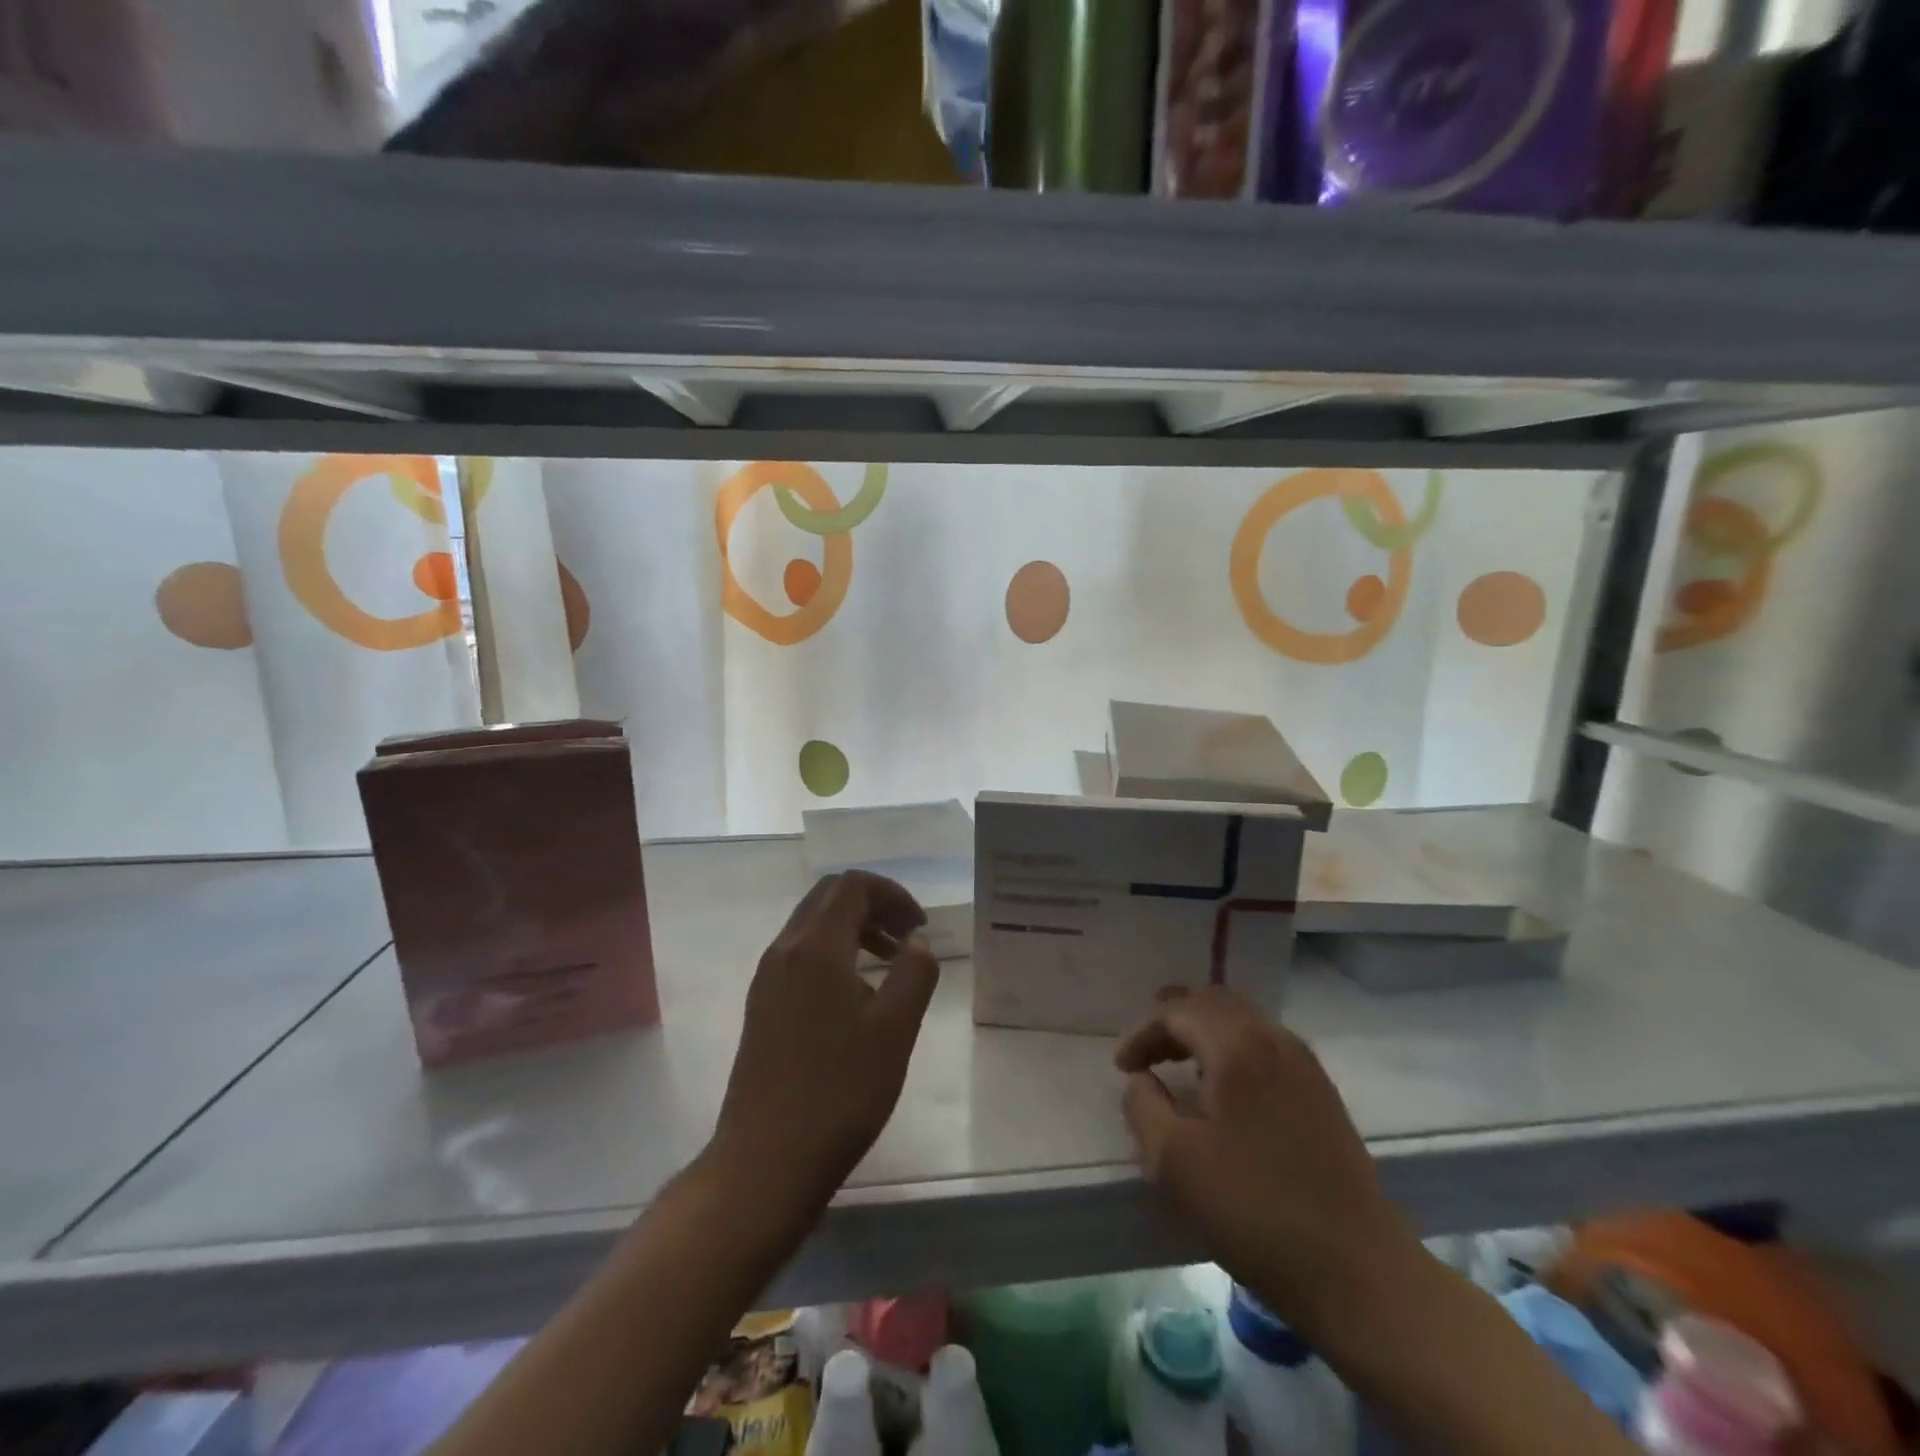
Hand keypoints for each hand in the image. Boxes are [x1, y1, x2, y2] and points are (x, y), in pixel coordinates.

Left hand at [709, 871, 940, 1213]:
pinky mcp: (761, 1005)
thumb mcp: (895, 1030)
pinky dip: (833, 953)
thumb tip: (916, 943)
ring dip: (853, 928)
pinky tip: (856, 995)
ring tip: (889, 963)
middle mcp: (784, 950)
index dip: (892, 894)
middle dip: (873, 905)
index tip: (920, 926)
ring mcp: (767, 978)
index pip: (852, 886)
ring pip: (812, 926)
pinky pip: (800, 954)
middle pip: (828, 897)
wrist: (766, 1159)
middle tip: (907, 936)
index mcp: (815, 947)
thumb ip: (914, 973)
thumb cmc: (840, 1091)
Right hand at [1115, 985, 1421, 1344]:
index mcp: (1237, 1046)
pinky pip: (1266, 1046)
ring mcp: (1305, 1066)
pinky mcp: (1323, 1095)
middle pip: (1215, 1002)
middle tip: (1148, 1048)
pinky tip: (1226, 1090)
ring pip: (1244, 1021)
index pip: (1177, 1013)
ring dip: (1206, 1032)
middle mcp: (1274, 1039)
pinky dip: (1234, 1050)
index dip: (1143, 1034)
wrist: (1358, 1272)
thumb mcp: (1172, 1162)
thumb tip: (1141, 1081)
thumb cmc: (1254, 1210)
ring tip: (1180, 1063)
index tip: (1121, 1068)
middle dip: (1175, 1018)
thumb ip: (1142, 1107)